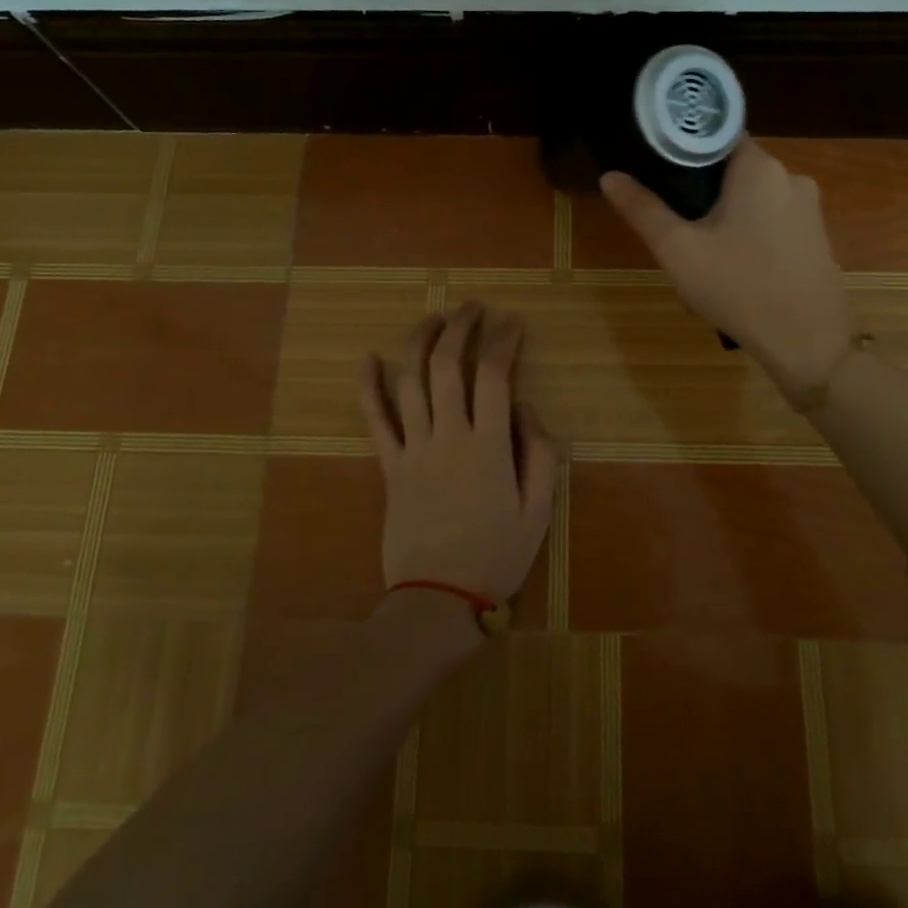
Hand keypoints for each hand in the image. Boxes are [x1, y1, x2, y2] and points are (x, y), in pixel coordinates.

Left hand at [359, 302, 560, 609]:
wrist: (439, 599)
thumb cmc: (497, 555)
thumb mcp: (540, 510)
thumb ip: (539, 452)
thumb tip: (523, 405)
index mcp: (489, 445)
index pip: (494, 375)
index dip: (503, 341)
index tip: (512, 322)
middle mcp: (448, 435)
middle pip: (447, 365)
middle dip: (460, 327)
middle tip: (472, 308)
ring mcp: (413, 449)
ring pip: (409, 381)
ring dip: (419, 342)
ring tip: (433, 318)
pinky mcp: (389, 466)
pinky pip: (375, 419)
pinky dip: (369, 386)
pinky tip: (367, 358)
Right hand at [601, 138, 850, 399]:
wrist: (808, 343)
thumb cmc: (738, 287)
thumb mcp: (678, 249)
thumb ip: (642, 209)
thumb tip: (609, 176)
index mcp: (759, 167)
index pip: (716, 135)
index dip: (683, 150)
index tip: (658, 173)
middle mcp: (791, 177)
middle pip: (732, 171)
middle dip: (701, 196)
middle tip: (675, 229)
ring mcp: (809, 210)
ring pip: (751, 202)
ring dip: (723, 222)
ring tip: (700, 259)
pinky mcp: (817, 239)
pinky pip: (771, 225)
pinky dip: (748, 239)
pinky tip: (732, 275)